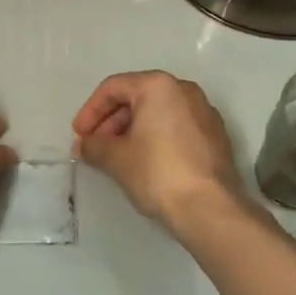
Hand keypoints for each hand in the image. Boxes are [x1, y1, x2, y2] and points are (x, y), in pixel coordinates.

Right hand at [72, 71, 246, 233]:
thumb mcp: (117, 159)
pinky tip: (145, 163)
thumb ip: (94, 146)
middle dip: (111, 122)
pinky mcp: (215, 135)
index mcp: (159, 86)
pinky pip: (176, 127)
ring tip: (116, 158)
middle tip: (95, 148)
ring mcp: (204, 112)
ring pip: (158, 113)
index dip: (90, 111)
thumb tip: (85, 145)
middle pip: (137, 97)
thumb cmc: (158, 173)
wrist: (211, 208)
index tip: (79, 136)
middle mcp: (184, 90)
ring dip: (132, 131)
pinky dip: (156, 138)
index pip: (113, 88)